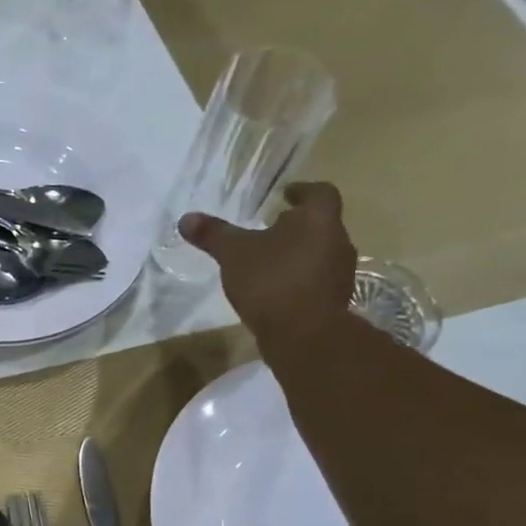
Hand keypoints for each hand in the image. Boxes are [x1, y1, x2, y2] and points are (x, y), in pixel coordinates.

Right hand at [180, 181, 357, 353]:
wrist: (303, 334)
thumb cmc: (271, 281)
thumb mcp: (234, 254)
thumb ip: (213, 234)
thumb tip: (186, 218)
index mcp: (318, 219)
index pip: (319, 193)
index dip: (302, 191)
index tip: (286, 195)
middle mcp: (337, 240)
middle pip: (320, 224)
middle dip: (296, 225)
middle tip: (271, 228)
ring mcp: (339, 273)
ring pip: (319, 253)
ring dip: (298, 253)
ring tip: (269, 261)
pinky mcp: (334, 300)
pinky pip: (315, 280)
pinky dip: (298, 278)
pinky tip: (275, 290)